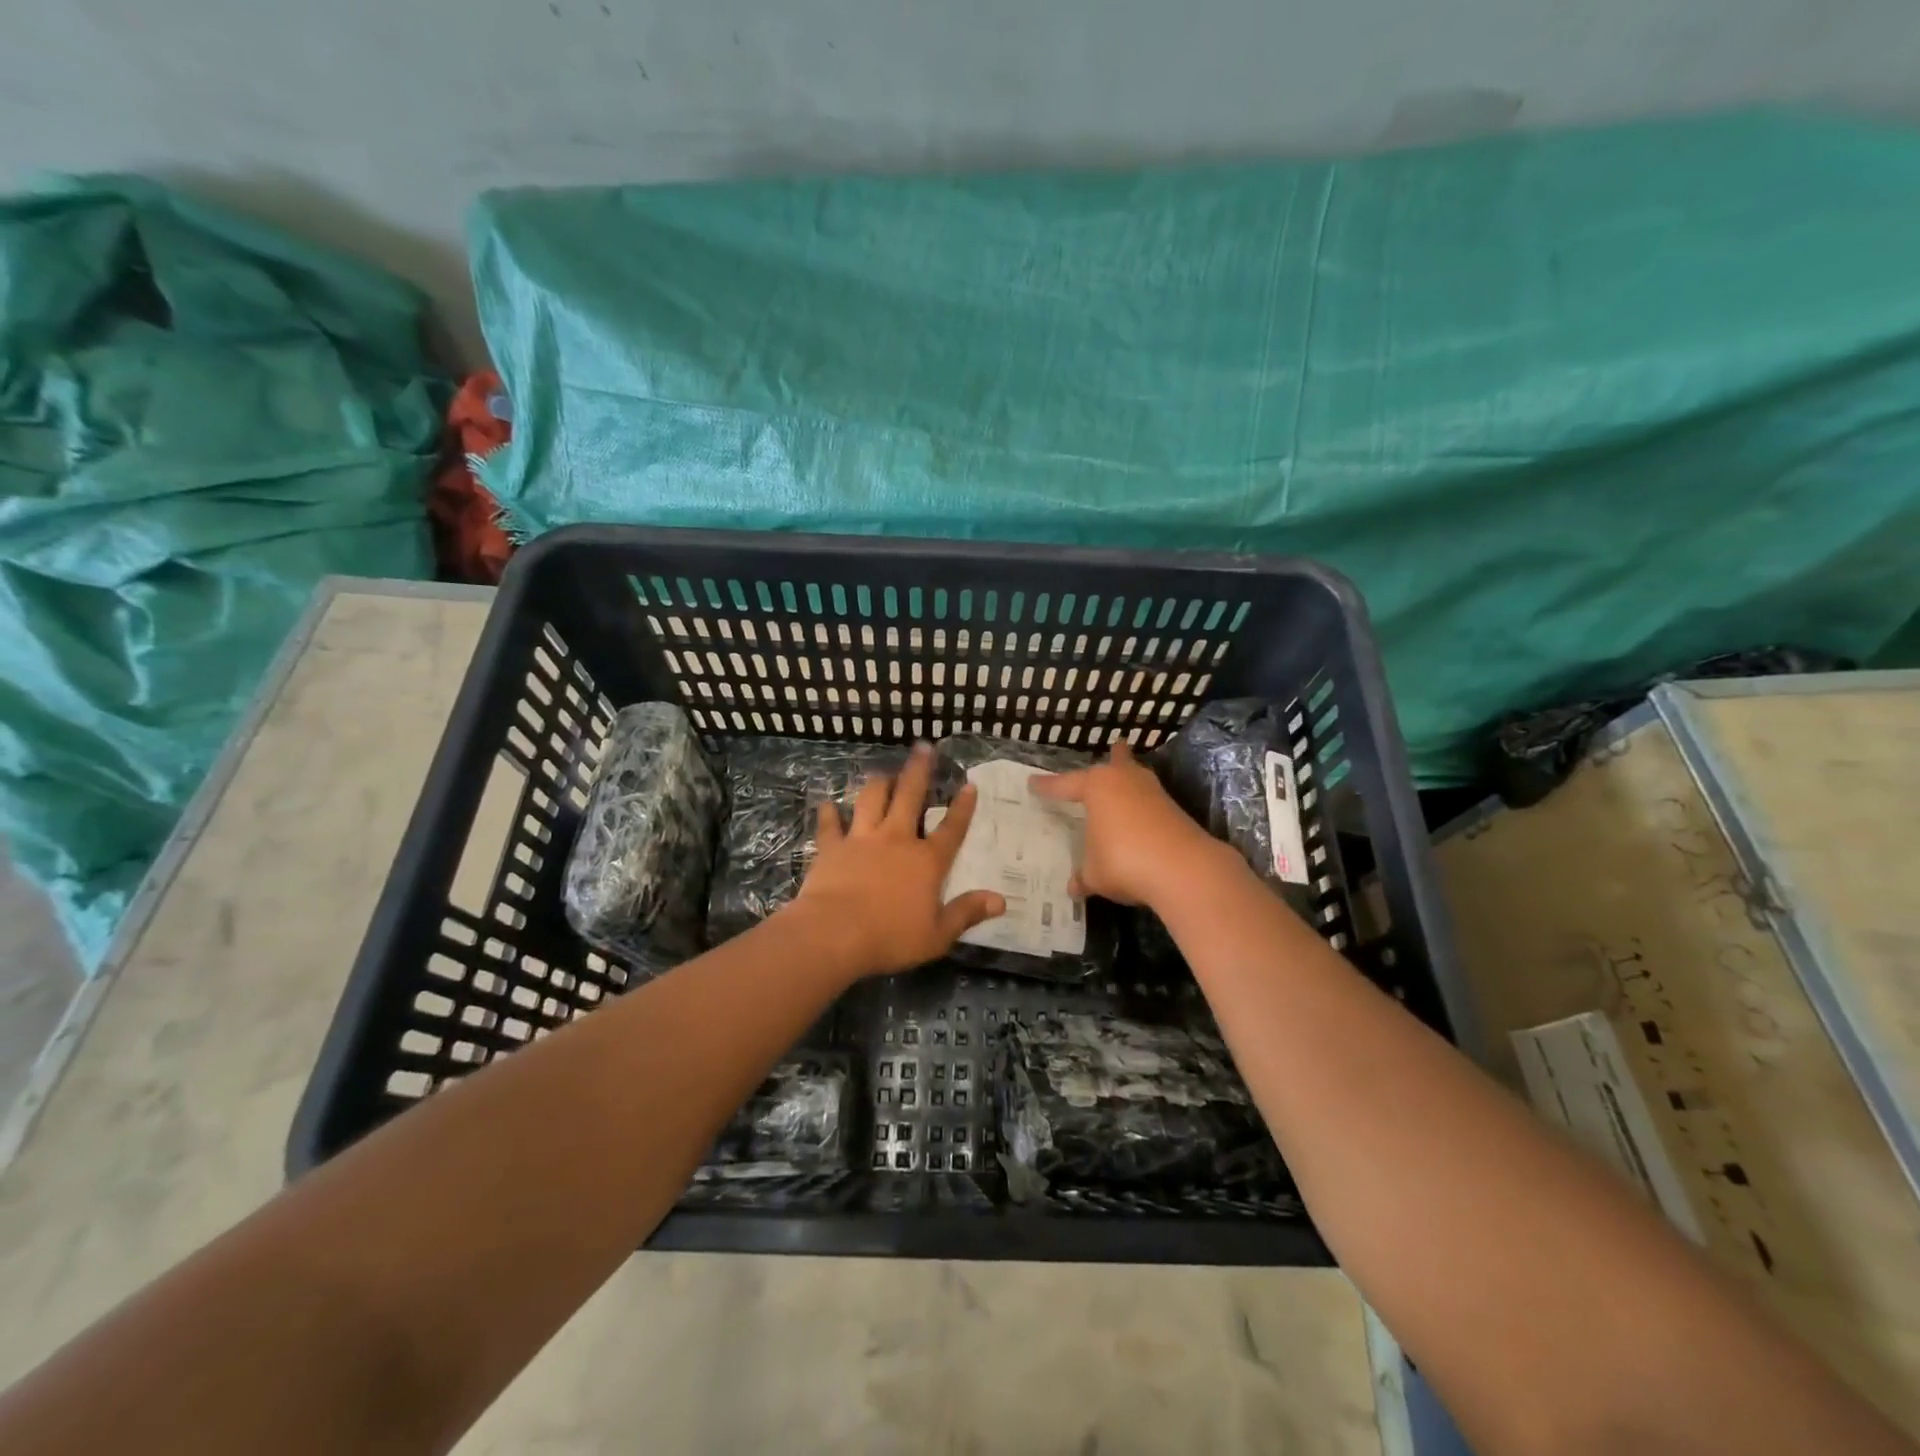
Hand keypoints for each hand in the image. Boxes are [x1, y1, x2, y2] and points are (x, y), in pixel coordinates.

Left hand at [788, 743, 1005, 977]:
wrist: (834, 934)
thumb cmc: (890, 937)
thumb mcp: (937, 934)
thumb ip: (967, 913)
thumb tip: (1001, 900)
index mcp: (926, 861)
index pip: (951, 829)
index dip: (963, 807)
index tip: (969, 785)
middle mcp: (896, 840)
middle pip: (910, 797)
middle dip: (918, 771)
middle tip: (923, 747)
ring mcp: (861, 839)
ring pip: (871, 799)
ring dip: (878, 783)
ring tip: (883, 772)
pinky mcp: (832, 848)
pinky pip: (830, 824)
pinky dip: (829, 813)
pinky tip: (826, 804)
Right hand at [1030, 740, 1227, 908]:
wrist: (1183, 869)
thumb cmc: (1124, 861)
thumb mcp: (1094, 874)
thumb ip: (1083, 876)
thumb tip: (1074, 886)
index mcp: (1096, 787)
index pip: (1064, 785)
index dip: (1047, 787)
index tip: (1032, 783)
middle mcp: (1125, 781)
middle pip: (1116, 763)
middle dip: (1114, 757)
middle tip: (1114, 747)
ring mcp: (1154, 793)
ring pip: (1138, 777)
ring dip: (1132, 778)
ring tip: (1129, 775)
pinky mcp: (1175, 810)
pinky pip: (1150, 802)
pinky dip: (1143, 806)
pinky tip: (1141, 816)